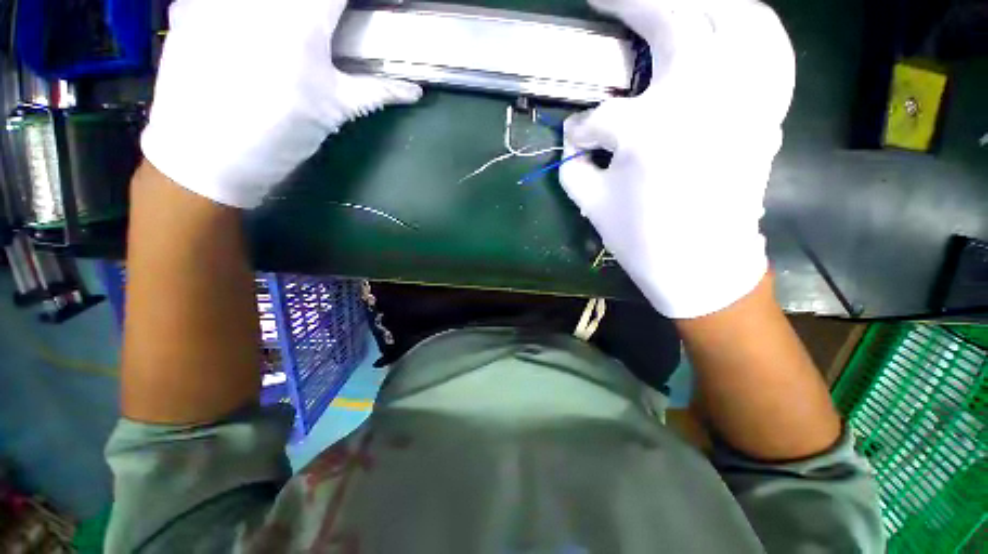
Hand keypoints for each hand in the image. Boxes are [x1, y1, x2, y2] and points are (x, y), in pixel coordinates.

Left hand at [141, 0, 421, 208]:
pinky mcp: (188, 6)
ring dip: (283, 15)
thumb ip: (375, 91)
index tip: (353, 18)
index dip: (350, 5)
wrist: (205, 157)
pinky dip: (242, 13)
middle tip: (323, 31)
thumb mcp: (334, 111)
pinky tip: (243, 37)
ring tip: (283, 41)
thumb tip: (414, 91)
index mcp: (302, 19)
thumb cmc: (280, 134)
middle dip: (319, 11)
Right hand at [561, 0, 794, 317]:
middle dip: (632, 3)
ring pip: (735, 16)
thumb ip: (572, 165)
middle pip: (673, 19)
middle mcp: (702, 97)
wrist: (701, 267)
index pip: (597, 119)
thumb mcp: (592, 204)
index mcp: (647, 131)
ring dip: (699, 3)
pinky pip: (771, 47)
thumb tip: (571, 140)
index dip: (580, 132)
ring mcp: (743, 97)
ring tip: (672, 6)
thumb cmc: (642, 240)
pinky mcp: (765, 111)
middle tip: (607, 0)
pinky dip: (750, 24)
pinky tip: (728, 23)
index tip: (575, 142)